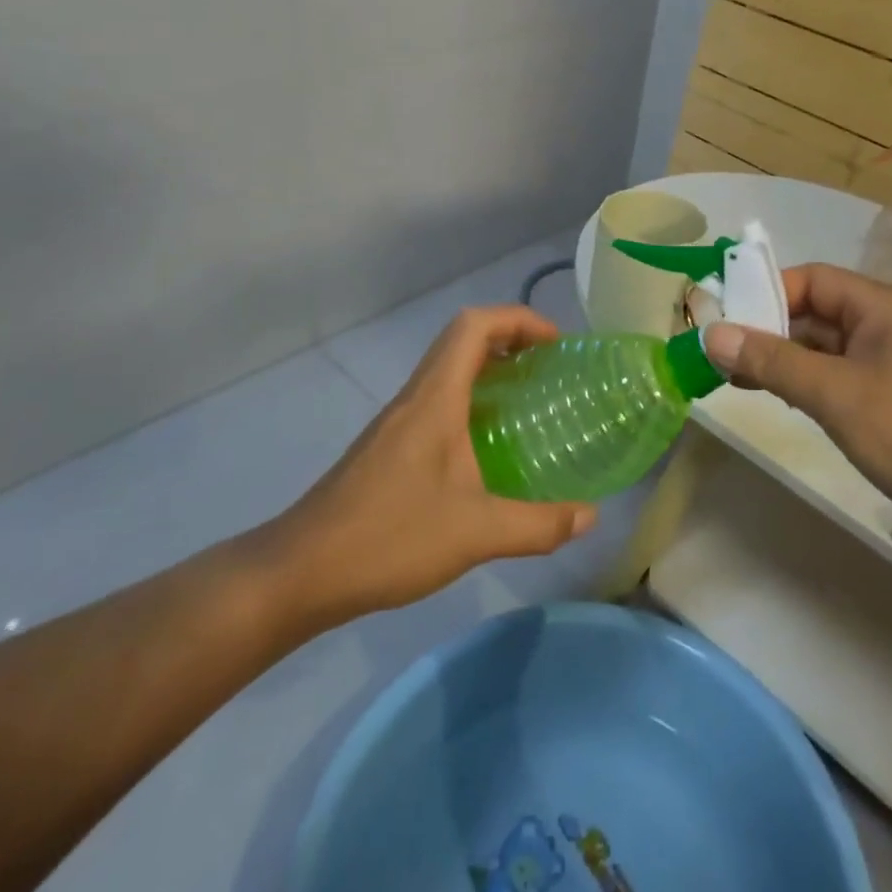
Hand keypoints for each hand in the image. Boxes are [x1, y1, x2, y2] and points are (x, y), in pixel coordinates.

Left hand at [261, 307, 596, 624]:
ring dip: (489, 367)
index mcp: (435, 399)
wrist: (301, 571)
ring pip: (448, 369)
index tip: (556, 344)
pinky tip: (489, 444)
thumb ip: (538, 525)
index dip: (518, 320)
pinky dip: (471, 398)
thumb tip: (590, 516)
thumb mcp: (475, 533)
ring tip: (529, 397)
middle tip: (550, 367)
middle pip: (462, 338)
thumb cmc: (389, 538)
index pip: (474, 326)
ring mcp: (398, 421)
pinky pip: (439, 398)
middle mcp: (415, 397)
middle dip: (510, 339)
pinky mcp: (390, 445)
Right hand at [702, 263, 891, 563]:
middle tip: (719, 352)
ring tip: (734, 377)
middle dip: (768, 329)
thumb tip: (712, 333)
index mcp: (883, 306)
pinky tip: (779, 398)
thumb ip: (771, 361)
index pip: (812, 279)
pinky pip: (840, 376)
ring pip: (825, 347)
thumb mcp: (835, 394)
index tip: (724, 318)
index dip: (766, 292)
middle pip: (816, 311)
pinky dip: (807, 382)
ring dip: (783, 358)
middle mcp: (889, 325)